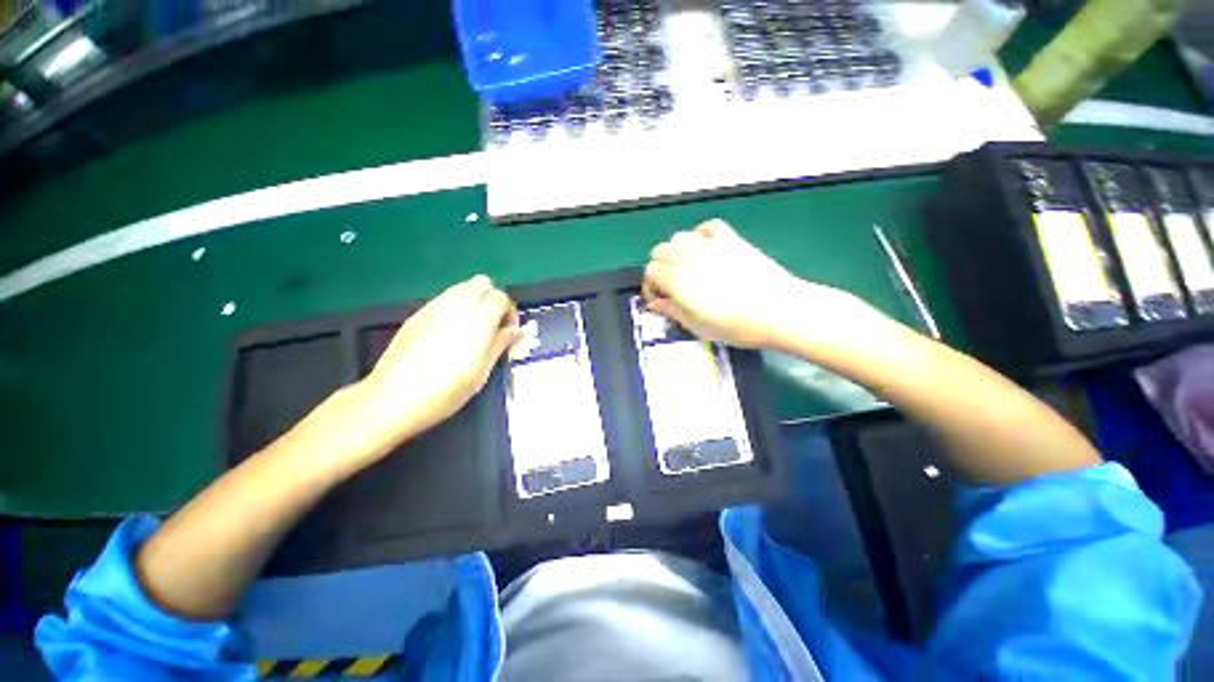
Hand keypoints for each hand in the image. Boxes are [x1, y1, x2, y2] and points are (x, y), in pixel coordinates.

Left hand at [360, 275, 520, 447]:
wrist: (393, 399)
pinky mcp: (417, 314)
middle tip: (492, 324)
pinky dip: (454, 308)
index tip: (507, 331)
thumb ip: (501, 343)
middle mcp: (457, 305)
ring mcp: (433, 307)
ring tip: (471, 329)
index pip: (501, 297)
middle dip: (492, 298)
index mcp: (478, 319)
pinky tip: (448, 334)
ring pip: (461, 288)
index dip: (509, 311)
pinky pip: (443, 300)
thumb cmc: (446, 390)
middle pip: (482, 282)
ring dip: (473, 301)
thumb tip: (517, 330)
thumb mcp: (483, 371)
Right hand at [644, 219, 857, 348]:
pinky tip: (706, 249)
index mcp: (676, 279)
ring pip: (679, 237)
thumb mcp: (697, 327)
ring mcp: (710, 244)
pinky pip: (707, 228)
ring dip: (677, 252)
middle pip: (660, 251)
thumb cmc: (736, 326)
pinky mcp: (730, 239)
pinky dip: (701, 236)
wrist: (779, 310)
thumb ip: (672, 311)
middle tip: (673, 286)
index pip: (650, 271)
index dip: (651, 286)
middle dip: (661, 268)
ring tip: (689, 269)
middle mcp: (688, 256)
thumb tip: (656, 303)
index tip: (661, 299)